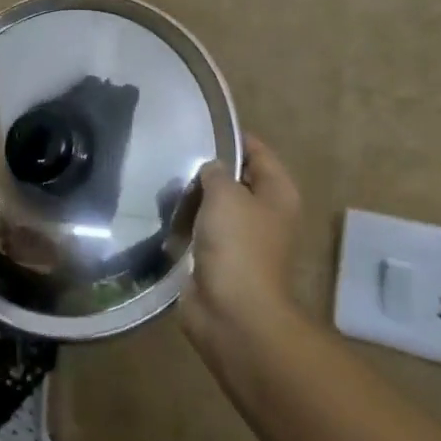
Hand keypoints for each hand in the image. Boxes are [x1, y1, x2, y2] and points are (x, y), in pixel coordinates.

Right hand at [180, 135, 301, 358]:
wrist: (232, 313)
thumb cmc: (237, 246)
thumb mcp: (225, 195)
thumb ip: (216, 172)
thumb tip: (211, 169)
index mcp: (278, 194)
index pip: (258, 152)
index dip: (233, 138)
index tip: (199, 127)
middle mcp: (264, 214)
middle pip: (235, 180)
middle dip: (207, 169)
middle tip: (173, 155)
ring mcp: (242, 240)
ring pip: (215, 207)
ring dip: (192, 198)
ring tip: (162, 182)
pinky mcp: (219, 260)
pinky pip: (200, 231)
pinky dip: (184, 224)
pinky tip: (162, 213)